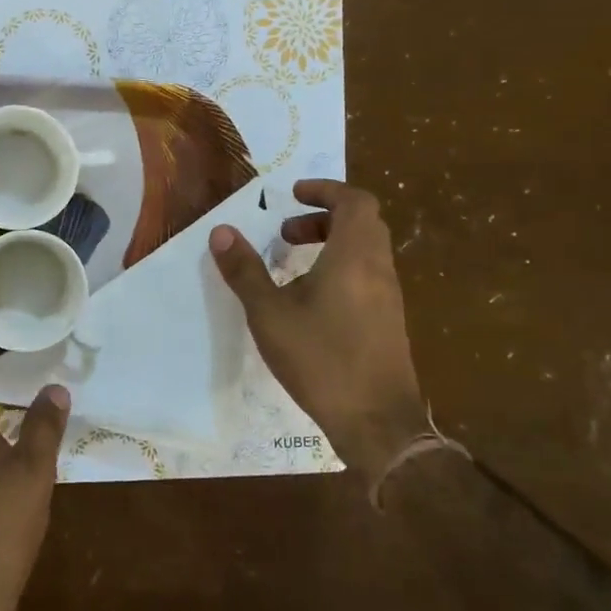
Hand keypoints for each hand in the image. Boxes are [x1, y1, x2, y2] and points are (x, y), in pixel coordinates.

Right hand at [209, 179, 425, 485]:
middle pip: (362, 222)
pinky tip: (311, 299)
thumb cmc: (320, 359)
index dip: (325, 189)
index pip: (354, 201)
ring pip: (366, 250)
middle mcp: (378, 268)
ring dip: (331, 243)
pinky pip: (367, 274)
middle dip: (323, 217)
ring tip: (292, 264)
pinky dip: (340, 267)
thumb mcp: (269, 314)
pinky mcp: (389, 320)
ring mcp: (389, 296)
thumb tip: (221, 231)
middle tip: (286, 232)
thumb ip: (245, 270)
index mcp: (354, 256)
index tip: (293, 194)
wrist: (376, 421)